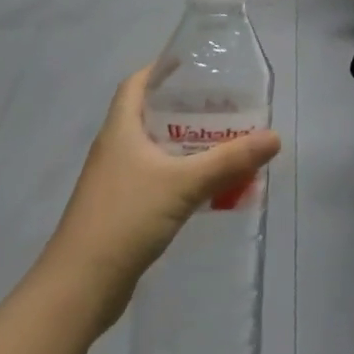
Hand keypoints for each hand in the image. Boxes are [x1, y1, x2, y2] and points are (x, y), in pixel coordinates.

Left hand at [40, 68, 280, 330]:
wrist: (78, 288)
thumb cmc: (125, 220)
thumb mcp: (184, 184)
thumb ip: (230, 159)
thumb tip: (274, 137)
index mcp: (120, 132)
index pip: (136, 84)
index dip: (161, 69)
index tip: (195, 64)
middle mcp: (114, 150)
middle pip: (149, 115)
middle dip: (186, 106)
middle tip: (225, 103)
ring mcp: (115, 182)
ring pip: (155, 149)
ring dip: (186, 142)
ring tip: (225, 139)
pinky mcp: (121, 209)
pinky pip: (156, 177)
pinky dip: (182, 173)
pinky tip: (208, 184)